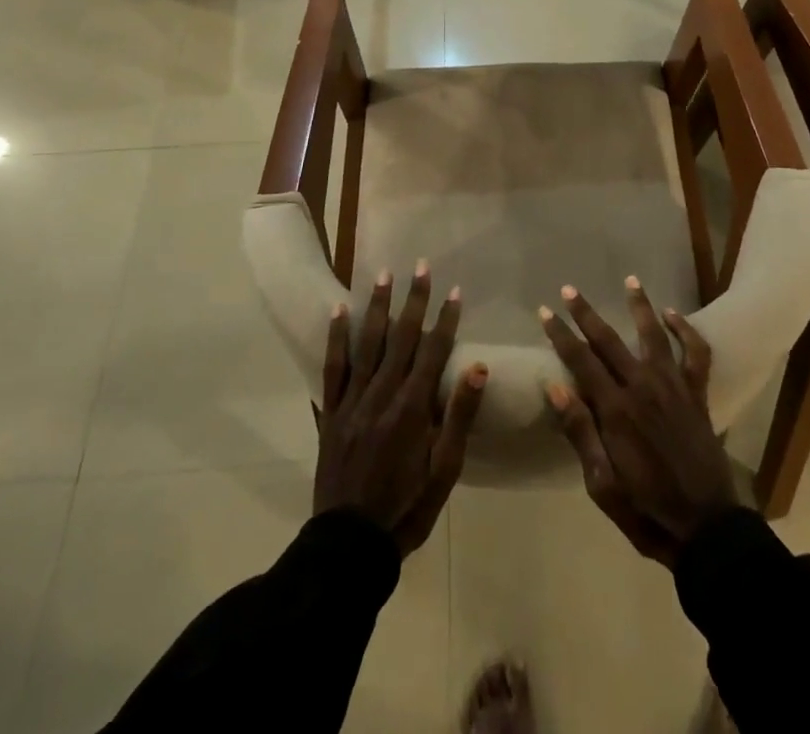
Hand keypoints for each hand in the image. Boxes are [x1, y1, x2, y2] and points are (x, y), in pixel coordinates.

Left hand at [314, 263, 487, 556]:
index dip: (446, 319)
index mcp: (413, 408)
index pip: (434, 352)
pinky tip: (338, 311)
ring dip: (377, 306)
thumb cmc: (407, 507)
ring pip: (367, 344)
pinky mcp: (331, 412)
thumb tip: (478, 367)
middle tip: (420, 265)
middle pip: (401, 338)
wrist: (350, 544)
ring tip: (383, 275)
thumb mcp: (445, 469)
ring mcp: (353, 401)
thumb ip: (459, 415)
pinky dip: (335, 337)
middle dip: (413, 300)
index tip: (455, 290)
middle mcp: (382, 394)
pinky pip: (333, 368)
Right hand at [540, 277, 736, 566]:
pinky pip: (695, 354)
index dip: (561, 335)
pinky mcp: (697, 394)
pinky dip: (686, 331)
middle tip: (570, 289)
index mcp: (616, 410)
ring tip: (630, 280)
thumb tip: (554, 387)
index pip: (581, 361)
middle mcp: (643, 387)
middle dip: (587, 313)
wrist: (706, 528)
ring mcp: (674, 387)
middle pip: (610, 340)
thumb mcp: (602, 484)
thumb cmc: (646, 511)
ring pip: (654, 335)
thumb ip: (580, 432)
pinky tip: (673, 315)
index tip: (545, 312)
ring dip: (640, 305)